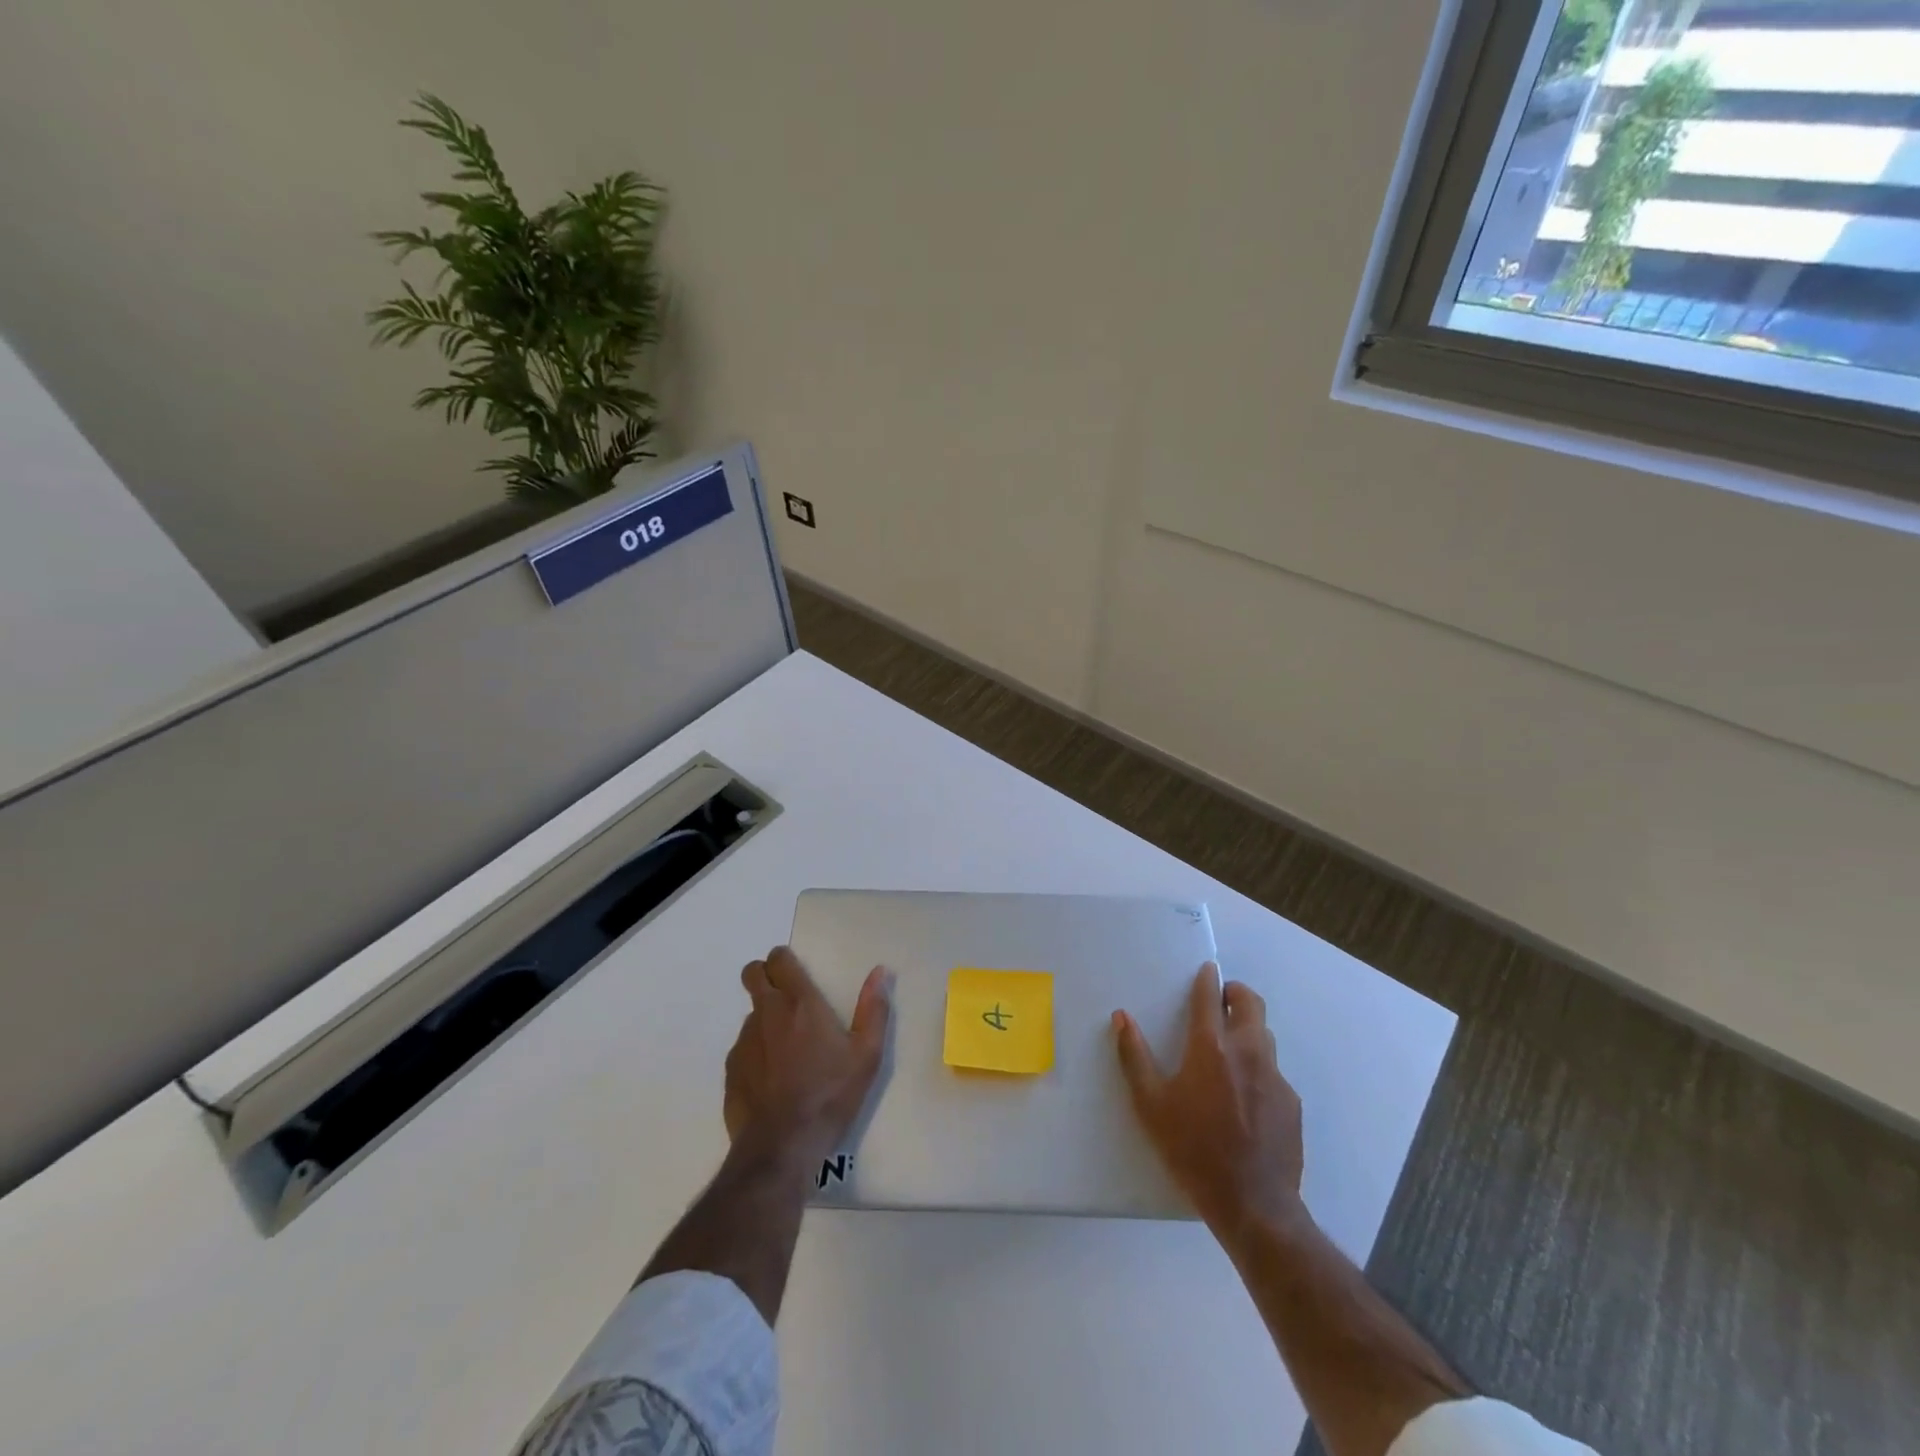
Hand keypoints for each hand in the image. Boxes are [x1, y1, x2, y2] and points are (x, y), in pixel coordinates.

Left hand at [725, 946, 890, 1174]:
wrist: (783, 1146)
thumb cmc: (830, 1094)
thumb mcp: (867, 1054)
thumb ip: (874, 1008)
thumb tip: (880, 971)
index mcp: (800, 1002)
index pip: (779, 959)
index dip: (784, 960)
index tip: (795, 971)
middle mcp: (767, 1012)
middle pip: (752, 973)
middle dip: (764, 975)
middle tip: (785, 998)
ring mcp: (745, 1040)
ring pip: (751, 1013)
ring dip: (765, 1019)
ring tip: (787, 1051)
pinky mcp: (731, 1069)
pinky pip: (743, 1047)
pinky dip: (756, 1052)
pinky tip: (773, 1078)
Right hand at [1113, 962, 1306, 1240]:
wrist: (1253, 1204)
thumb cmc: (1193, 1150)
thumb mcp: (1150, 1105)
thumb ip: (1134, 1056)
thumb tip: (1121, 1017)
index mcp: (1210, 1047)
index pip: (1210, 997)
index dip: (1208, 979)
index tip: (1207, 970)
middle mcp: (1247, 1052)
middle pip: (1251, 1004)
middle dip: (1236, 993)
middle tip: (1222, 999)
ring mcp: (1274, 1077)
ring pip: (1265, 1036)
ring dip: (1248, 1030)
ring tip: (1230, 1049)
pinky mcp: (1291, 1103)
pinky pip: (1273, 1072)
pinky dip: (1259, 1069)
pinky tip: (1246, 1098)